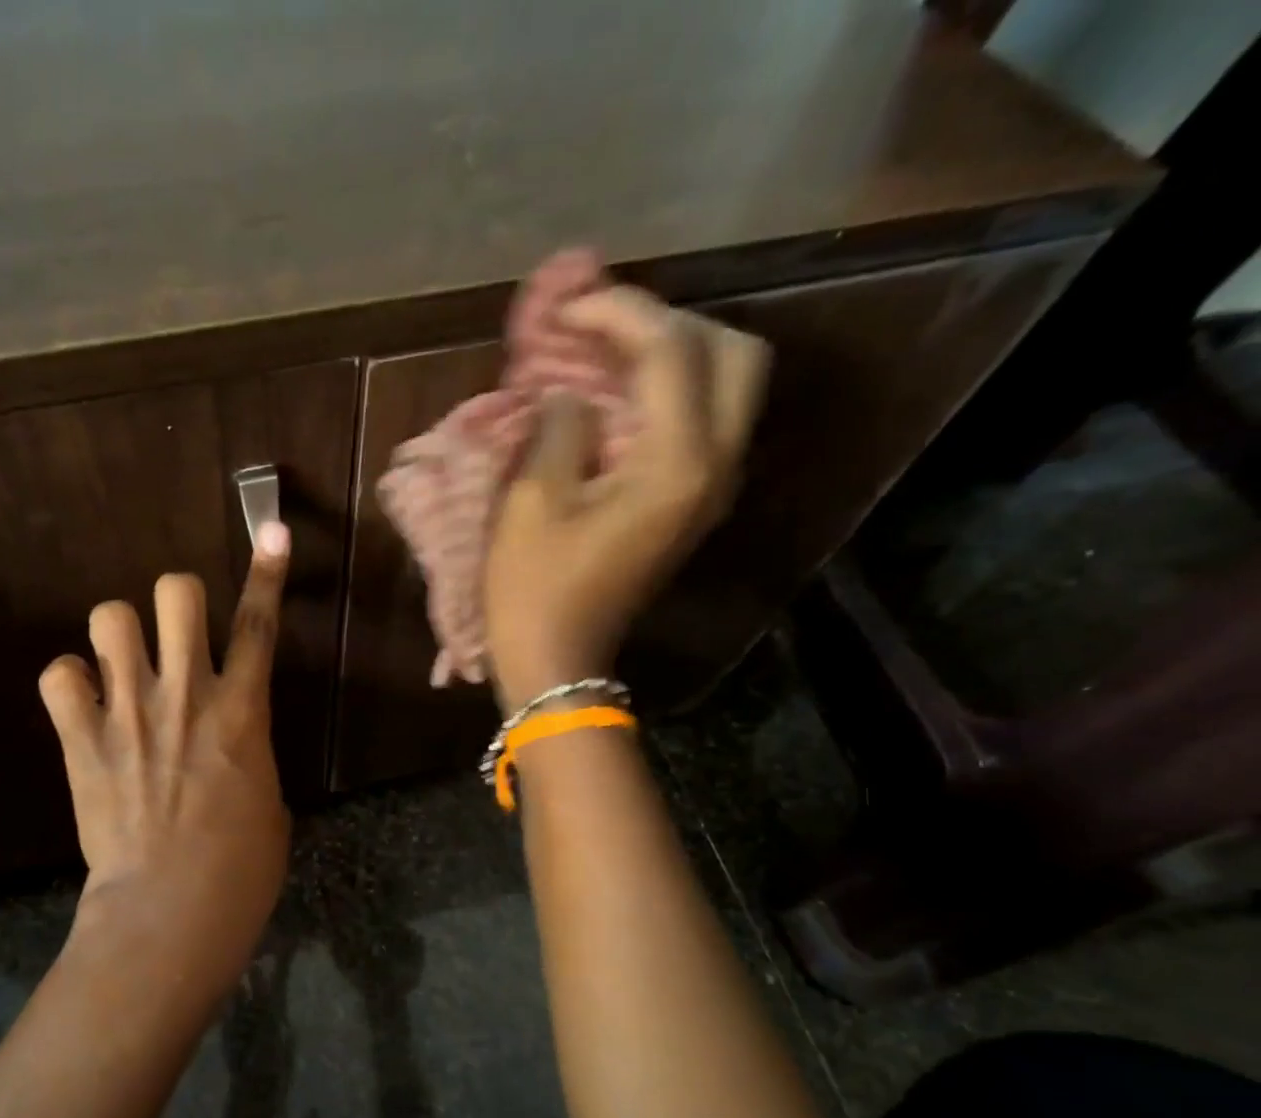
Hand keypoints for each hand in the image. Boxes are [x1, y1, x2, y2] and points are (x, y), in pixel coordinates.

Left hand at [39, 522, 293, 982]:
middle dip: (177, 599)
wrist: (171, 910)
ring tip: (120, 667)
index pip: (259, 624)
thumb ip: (250, 753)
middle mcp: (186, 694)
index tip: (273, 532)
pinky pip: (58, 675)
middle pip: (176, 592)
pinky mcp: (82, 740)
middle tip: (175, 633)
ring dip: (118, 635)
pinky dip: (69, 683)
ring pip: (109, 617)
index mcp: (242, 711)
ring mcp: (129, 712)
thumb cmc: (241, 869)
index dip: (269, 573)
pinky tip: (81, 705)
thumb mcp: (269, 802)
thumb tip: (232, 742)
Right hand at [484, 286, 769, 708]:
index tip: (565, 307)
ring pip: (725, 385)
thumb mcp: (532, 501)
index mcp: (677, 464)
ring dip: (672, 355)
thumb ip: (560, 426)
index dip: (618, 313)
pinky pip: (701, 422)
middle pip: (732, 354)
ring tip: (605, 352)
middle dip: (669, 324)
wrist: (557, 663)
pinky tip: (614, 396)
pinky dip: (667, 393)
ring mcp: (710, 488)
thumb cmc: (534, 590)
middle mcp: (715, 466)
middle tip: (603, 329)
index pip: (670, 351)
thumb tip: (572, 395)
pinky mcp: (691, 503)